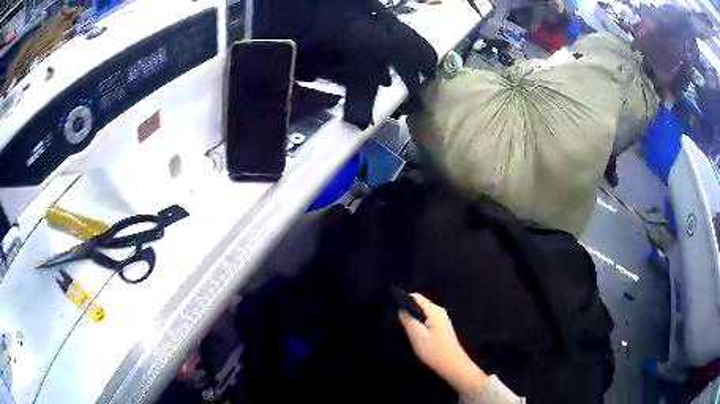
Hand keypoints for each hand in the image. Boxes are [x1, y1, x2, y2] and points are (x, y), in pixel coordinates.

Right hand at [398, 293, 488, 394]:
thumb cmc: (435, 351)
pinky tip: (415, 335)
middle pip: (419, 304)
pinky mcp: (442, 328)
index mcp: (435, 310)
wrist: (453, 366)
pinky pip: (427, 320)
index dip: (403, 300)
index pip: (416, 297)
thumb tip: (401, 308)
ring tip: (403, 329)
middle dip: (408, 311)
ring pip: (422, 313)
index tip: (392, 309)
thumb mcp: (417, 336)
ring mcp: (442, 320)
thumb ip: (408, 320)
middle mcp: (440, 311)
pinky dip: (419, 325)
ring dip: (413, 319)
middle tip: (396, 322)